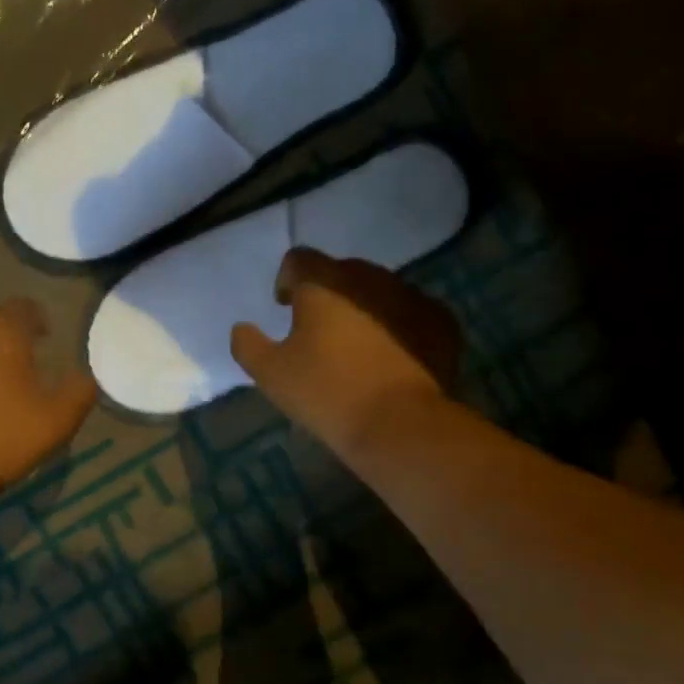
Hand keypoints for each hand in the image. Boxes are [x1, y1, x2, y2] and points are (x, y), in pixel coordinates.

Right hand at [230, 248, 461, 456]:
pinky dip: (398, 327)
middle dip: (328, 294)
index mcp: (324, 283)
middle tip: (320, 330)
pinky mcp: (441, 321)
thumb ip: (248, 344)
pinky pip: (411, 314)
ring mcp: (411, 296)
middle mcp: (369, 278)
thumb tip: (242, 328)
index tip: (285, 305)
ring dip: (364, 309)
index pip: (299, 259)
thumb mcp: (270, 374)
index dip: (287, 279)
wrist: (398, 423)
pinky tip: (392, 358)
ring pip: (379, 292)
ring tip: (357, 346)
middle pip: (342, 272)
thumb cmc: (325, 393)